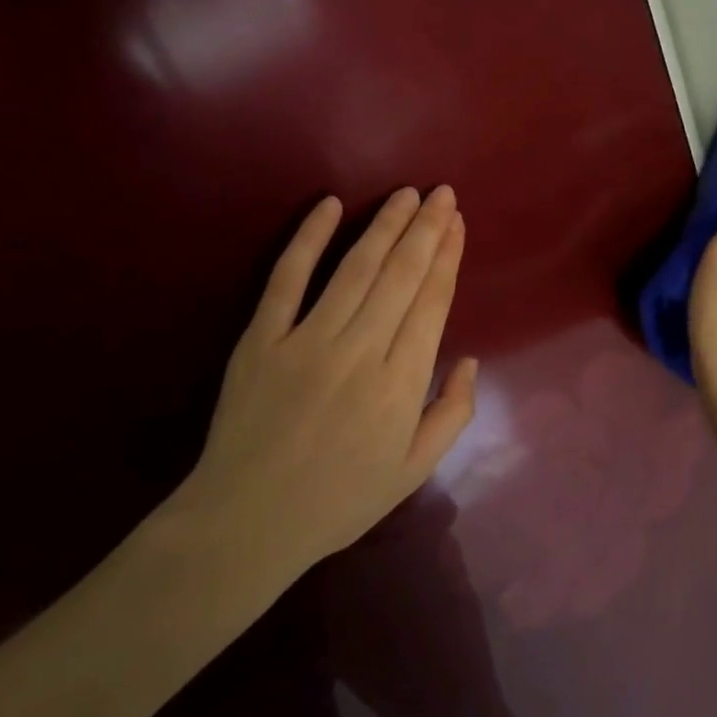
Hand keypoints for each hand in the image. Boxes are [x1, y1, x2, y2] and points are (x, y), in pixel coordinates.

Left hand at [170, 186, 478, 591]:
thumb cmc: (339, 501)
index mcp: (402, 383)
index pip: (432, 302)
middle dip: (426, 228)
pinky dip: (308, 238)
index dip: (448, 257)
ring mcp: (307, 341)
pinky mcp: (261, 339)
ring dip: (384, 225)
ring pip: (355, 268)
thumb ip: (452, 414)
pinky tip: (329, 205)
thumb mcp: (413, 471)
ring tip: (406, 194)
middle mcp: (361, 351)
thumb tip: (468, 360)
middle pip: (402, 275)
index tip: (457, 223)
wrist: (247, 523)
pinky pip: (288, 279)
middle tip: (441, 192)